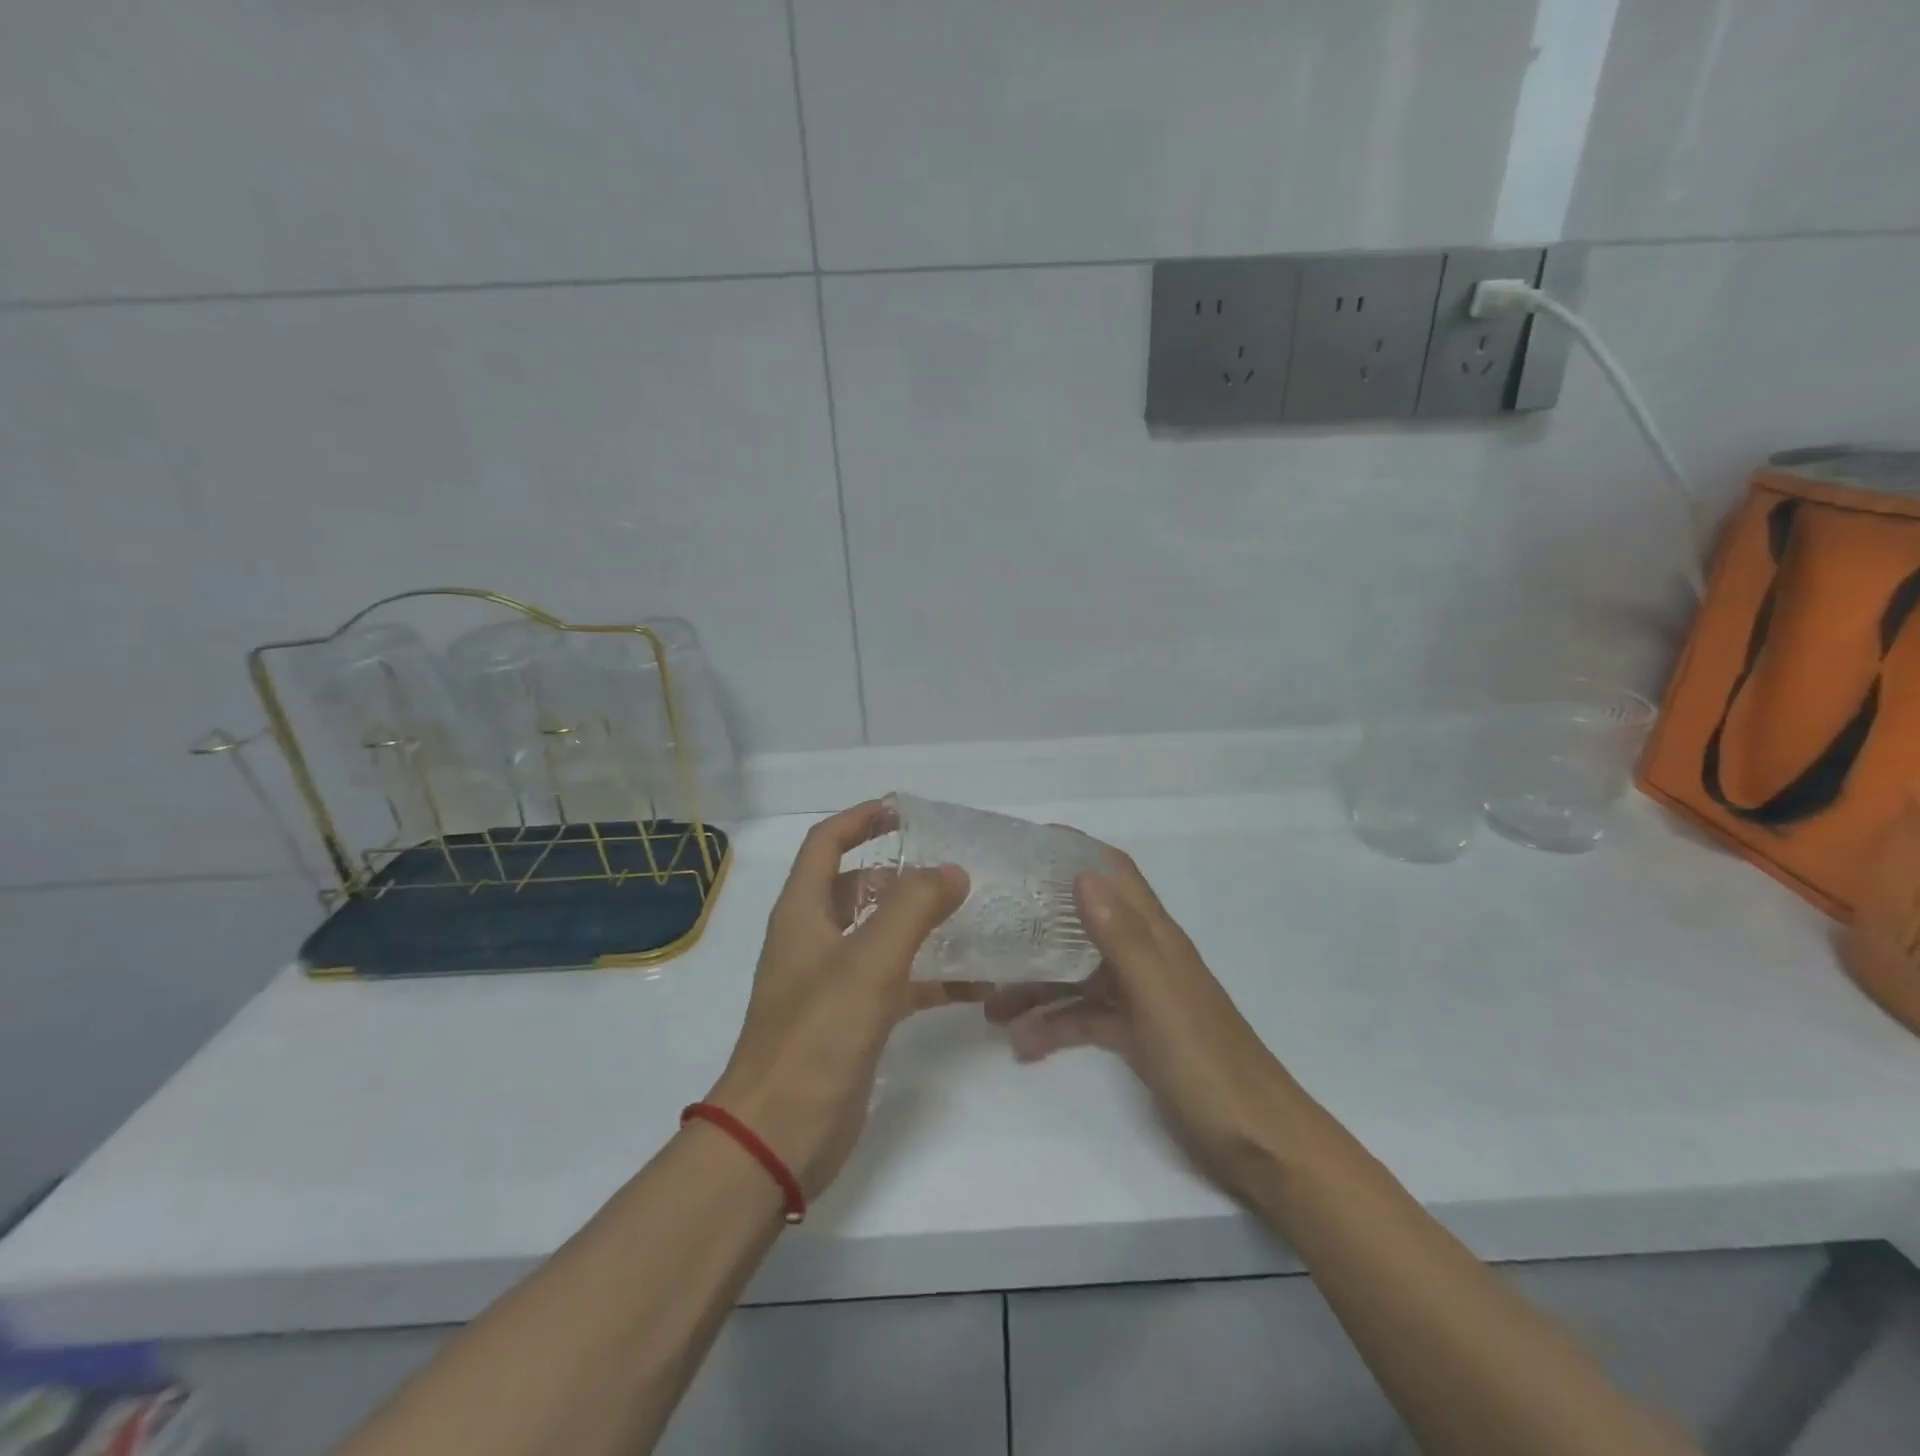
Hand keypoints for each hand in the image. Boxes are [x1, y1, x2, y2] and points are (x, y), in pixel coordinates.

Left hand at [707, 801, 969, 1197]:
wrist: (779, 1137)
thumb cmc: (816, 1036)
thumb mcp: (869, 962)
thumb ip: (913, 908)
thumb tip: (952, 871)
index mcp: (802, 913)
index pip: (826, 844)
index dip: (861, 820)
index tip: (905, 811)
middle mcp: (813, 940)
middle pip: (856, 887)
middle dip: (900, 873)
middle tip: (951, 868)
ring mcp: (832, 982)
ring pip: (880, 935)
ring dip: (920, 924)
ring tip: (972, 915)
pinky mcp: (852, 1021)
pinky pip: (897, 983)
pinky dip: (930, 977)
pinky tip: (975, 983)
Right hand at [985, 843, 1307, 1196]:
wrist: (1259, 1144)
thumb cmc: (1207, 1062)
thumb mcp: (1157, 996)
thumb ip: (1121, 936)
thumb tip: (1083, 874)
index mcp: (1156, 937)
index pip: (1116, 873)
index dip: (1076, 850)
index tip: (1026, 846)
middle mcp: (1146, 957)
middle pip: (1086, 923)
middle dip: (1039, 922)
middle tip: (989, 924)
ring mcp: (1141, 998)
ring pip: (1078, 975)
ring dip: (1037, 984)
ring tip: (990, 1006)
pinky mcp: (1137, 1037)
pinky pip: (1086, 1019)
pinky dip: (1055, 1026)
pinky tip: (1024, 1044)